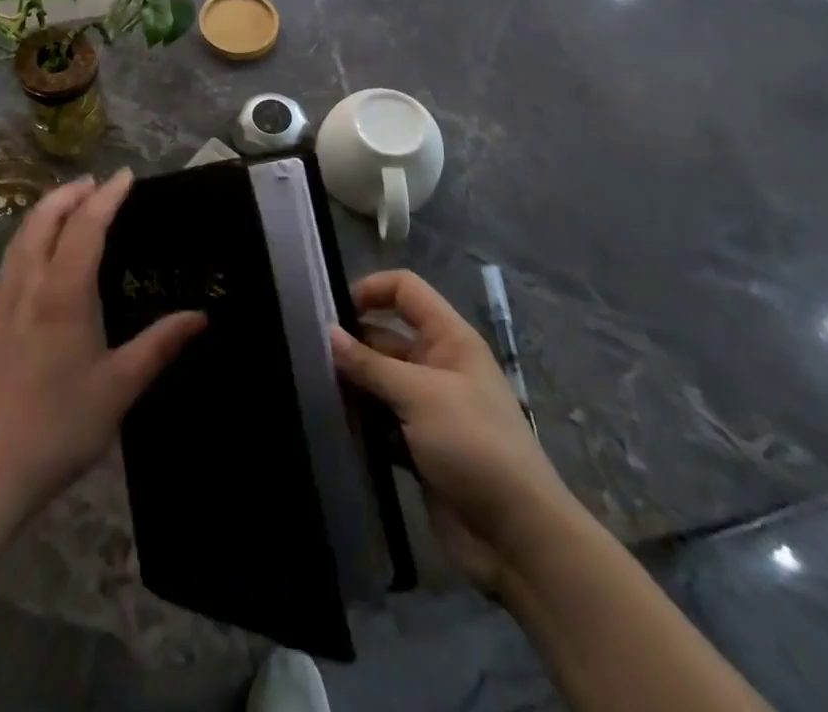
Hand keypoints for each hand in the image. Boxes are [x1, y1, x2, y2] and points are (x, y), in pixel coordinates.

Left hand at [0, 170, 205, 524]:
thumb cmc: (60, 426)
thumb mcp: (119, 388)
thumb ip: (159, 346)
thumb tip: (200, 316)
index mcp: (63, 295)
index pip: (85, 228)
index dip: (106, 198)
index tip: (125, 176)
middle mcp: (30, 287)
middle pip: (44, 220)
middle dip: (70, 193)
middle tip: (97, 183)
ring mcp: (4, 303)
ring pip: (22, 237)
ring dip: (47, 210)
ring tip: (71, 203)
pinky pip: (14, 258)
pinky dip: (33, 235)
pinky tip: (45, 252)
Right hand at [330, 271, 571, 589]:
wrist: (518, 539)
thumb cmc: (474, 446)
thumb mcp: (419, 395)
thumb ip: (370, 364)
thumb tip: (327, 333)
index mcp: (449, 339)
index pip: (405, 290)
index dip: (371, 290)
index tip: (333, 311)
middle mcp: (438, 365)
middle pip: (385, 336)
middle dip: (351, 343)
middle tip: (309, 355)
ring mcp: (428, 408)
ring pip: (379, 381)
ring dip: (352, 384)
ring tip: (314, 388)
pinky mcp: (418, 446)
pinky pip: (380, 420)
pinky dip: (361, 420)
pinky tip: (333, 423)